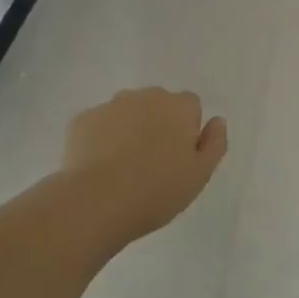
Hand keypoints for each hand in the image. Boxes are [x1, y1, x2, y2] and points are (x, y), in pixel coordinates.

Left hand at [61, 88, 228, 244]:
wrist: (98, 201)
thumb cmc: (158, 190)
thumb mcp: (200, 174)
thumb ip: (214, 143)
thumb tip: (217, 121)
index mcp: (177, 106)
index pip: (190, 105)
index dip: (187, 129)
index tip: (180, 157)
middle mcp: (144, 96)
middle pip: (157, 104)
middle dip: (157, 124)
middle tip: (153, 163)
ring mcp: (109, 106)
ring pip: (126, 112)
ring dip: (128, 129)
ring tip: (123, 167)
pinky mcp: (82, 120)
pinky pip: (98, 125)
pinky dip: (101, 139)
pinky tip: (99, 167)